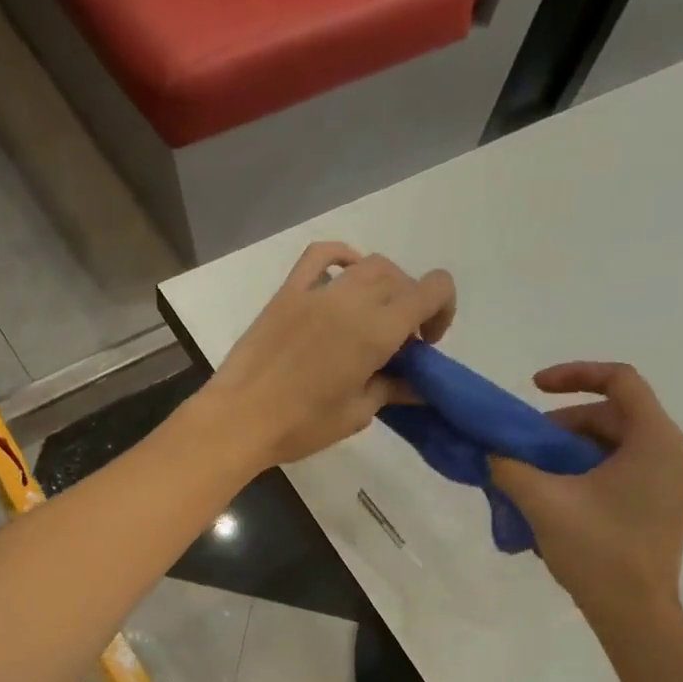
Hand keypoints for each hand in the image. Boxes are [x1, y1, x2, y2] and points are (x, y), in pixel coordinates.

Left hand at [200, 242, 455, 466]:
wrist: (239, 419)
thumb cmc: (301, 425)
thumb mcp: (356, 414)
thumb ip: (391, 390)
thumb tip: (417, 386)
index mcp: (376, 331)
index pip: (432, 289)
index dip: (443, 309)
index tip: (426, 343)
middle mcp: (352, 300)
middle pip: (400, 279)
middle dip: (411, 305)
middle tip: (398, 343)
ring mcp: (317, 291)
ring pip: (367, 265)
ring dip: (383, 285)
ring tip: (372, 317)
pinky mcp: (288, 293)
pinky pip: (320, 255)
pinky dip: (341, 257)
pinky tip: (344, 276)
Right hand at [488, 363, 682, 633]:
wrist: (635, 614)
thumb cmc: (597, 551)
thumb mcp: (544, 502)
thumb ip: (511, 467)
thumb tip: (492, 452)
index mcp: (655, 441)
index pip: (621, 380)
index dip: (574, 374)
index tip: (533, 388)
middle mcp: (673, 453)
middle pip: (615, 414)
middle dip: (564, 423)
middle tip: (526, 446)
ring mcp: (673, 482)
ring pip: (618, 443)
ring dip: (573, 448)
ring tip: (536, 473)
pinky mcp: (664, 505)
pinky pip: (625, 468)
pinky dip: (589, 469)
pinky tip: (559, 494)